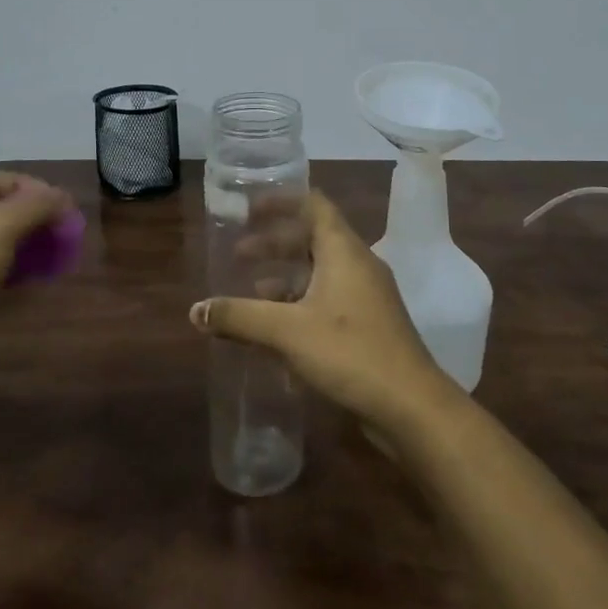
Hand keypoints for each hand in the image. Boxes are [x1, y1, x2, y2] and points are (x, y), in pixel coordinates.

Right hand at [189, 190, 460, 434]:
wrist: (411, 407)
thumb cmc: (350, 352)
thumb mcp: (287, 331)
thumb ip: (240, 317)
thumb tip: (195, 309)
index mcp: (344, 251)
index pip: (314, 205)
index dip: (281, 202)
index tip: (249, 209)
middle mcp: (358, 265)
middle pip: (313, 240)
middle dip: (274, 244)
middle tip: (239, 255)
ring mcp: (366, 297)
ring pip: (320, 273)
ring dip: (285, 278)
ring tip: (251, 292)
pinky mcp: (368, 327)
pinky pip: (327, 301)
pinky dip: (299, 304)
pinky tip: (276, 330)